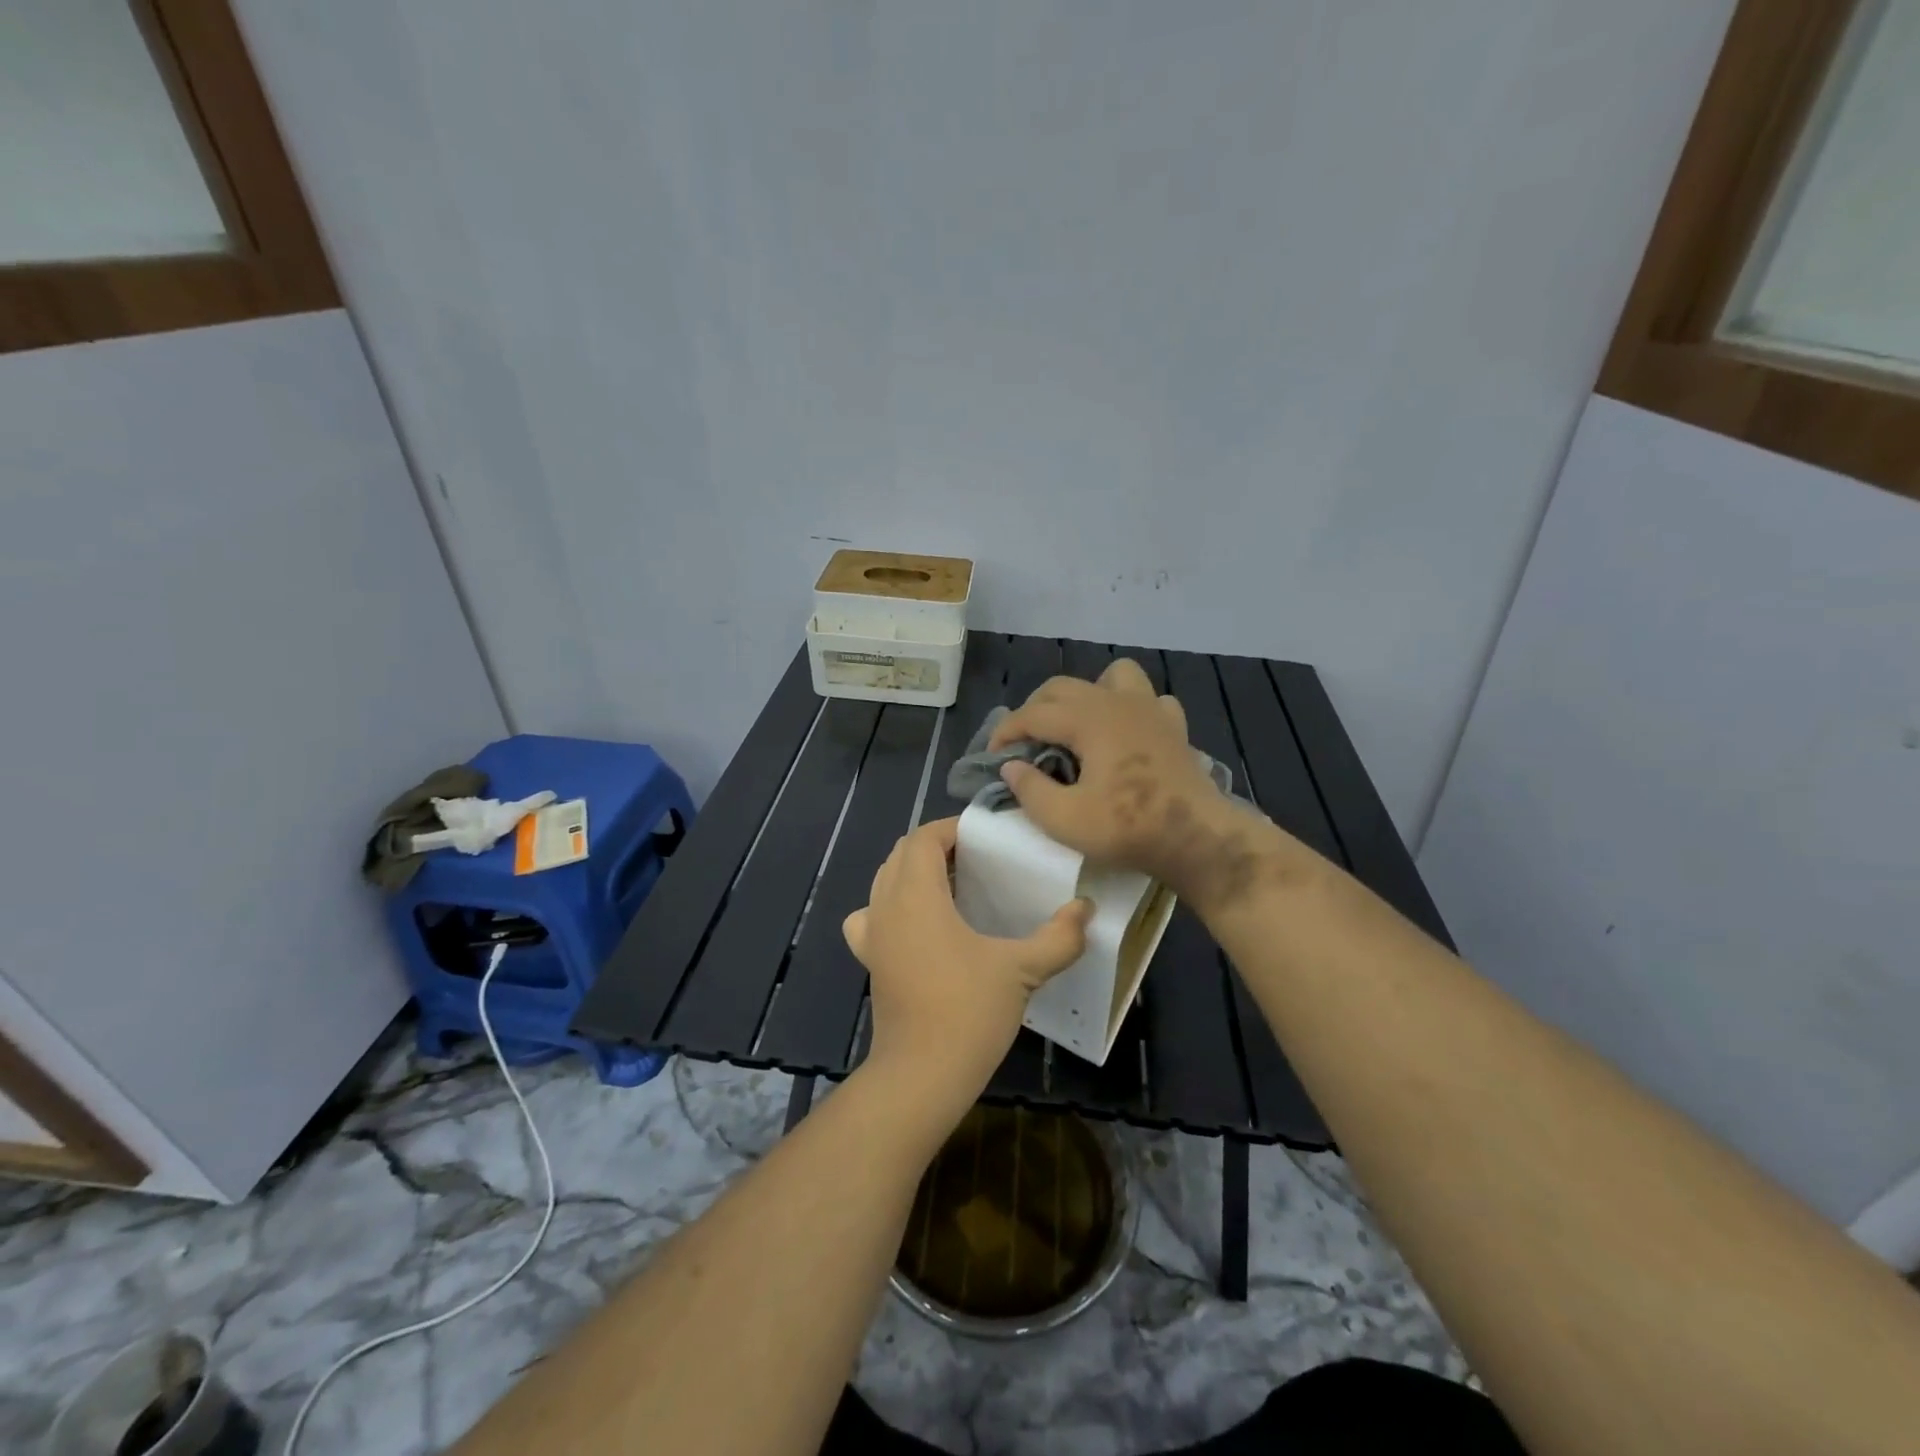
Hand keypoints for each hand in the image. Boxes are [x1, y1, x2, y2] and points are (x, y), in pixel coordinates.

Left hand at [843, 818, 1089, 1118]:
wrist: (921, 1075)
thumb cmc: (968, 1011)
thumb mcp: (1022, 970)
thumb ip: (1059, 936)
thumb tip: (1086, 909)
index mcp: (916, 895)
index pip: (923, 838)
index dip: (951, 828)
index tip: (984, 837)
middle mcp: (885, 906)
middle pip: (901, 853)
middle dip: (935, 846)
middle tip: (975, 858)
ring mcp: (872, 935)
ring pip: (884, 881)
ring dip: (913, 872)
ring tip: (952, 884)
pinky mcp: (869, 961)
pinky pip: (871, 916)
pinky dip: (890, 906)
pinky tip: (916, 925)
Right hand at [990, 658, 1304, 913]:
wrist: (1197, 837)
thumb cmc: (1128, 827)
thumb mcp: (1064, 819)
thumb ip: (1030, 789)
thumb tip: (1012, 767)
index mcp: (1087, 719)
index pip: (1032, 714)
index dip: (1006, 732)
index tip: (992, 758)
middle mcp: (1116, 702)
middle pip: (1062, 687)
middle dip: (1035, 710)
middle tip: (1025, 744)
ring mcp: (1150, 710)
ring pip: (1113, 676)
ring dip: (1088, 693)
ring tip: (1078, 725)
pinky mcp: (1174, 727)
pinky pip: (1149, 700)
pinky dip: (1131, 709)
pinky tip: (1126, 734)